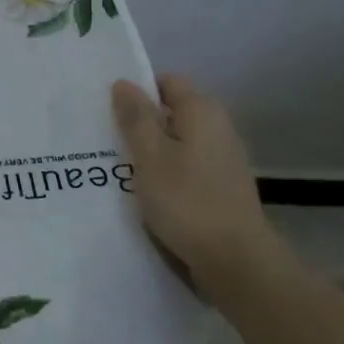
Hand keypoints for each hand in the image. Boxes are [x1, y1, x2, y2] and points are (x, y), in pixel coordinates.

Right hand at [111, 74, 289, 293]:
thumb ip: (136, 117)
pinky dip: (166, 171)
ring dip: (152, 150)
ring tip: (118, 165)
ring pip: (178, 141)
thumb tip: (124, 83)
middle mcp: (218, 128)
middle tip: (107, 137)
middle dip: (141, 121)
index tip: (109, 108)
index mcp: (202, 112)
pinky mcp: (222, 187)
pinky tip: (145, 190)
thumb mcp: (149, 156)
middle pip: (173, 111)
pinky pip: (187, 166)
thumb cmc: (187, 201)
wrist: (236, 262)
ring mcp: (224, 160)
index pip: (167, 81)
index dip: (138, 89)